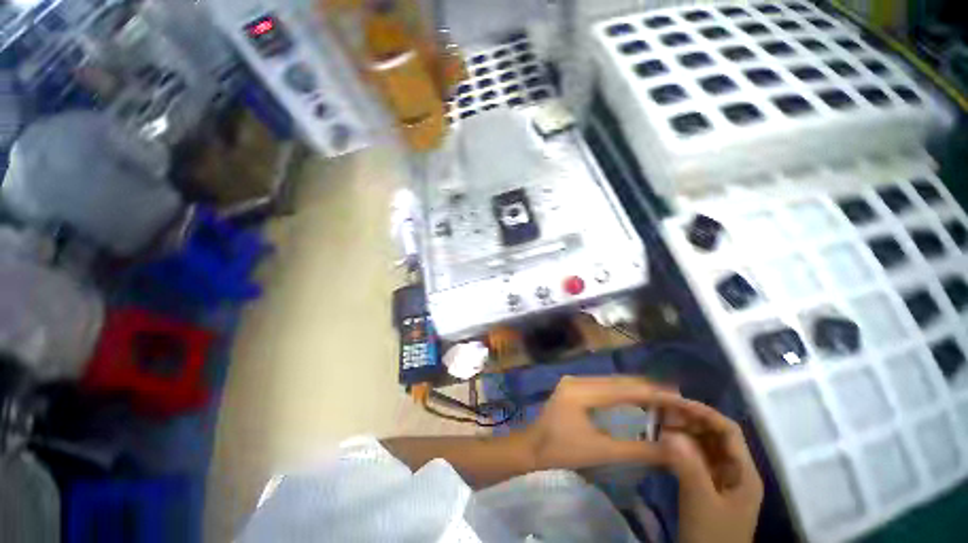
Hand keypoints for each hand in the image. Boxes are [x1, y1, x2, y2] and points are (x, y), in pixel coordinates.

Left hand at [519, 376, 671, 469]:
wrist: (531, 447)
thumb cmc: (562, 451)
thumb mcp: (601, 452)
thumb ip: (637, 450)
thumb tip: (672, 450)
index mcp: (582, 391)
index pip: (623, 389)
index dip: (651, 392)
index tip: (678, 396)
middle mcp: (578, 380)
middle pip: (617, 380)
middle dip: (646, 387)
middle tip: (675, 395)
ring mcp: (574, 381)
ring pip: (610, 381)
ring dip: (634, 388)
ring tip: (660, 396)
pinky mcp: (573, 387)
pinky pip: (602, 385)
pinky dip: (621, 391)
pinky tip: (634, 398)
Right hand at [657, 398, 762, 542]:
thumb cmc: (712, 534)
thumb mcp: (701, 501)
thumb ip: (688, 465)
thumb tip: (669, 431)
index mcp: (743, 472)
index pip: (727, 430)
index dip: (703, 412)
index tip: (674, 402)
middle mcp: (734, 470)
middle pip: (714, 434)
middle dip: (689, 419)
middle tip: (660, 410)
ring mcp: (721, 478)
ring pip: (703, 445)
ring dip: (682, 431)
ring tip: (657, 423)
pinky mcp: (707, 485)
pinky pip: (694, 457)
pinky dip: (679, 446)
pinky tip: (662, 442)